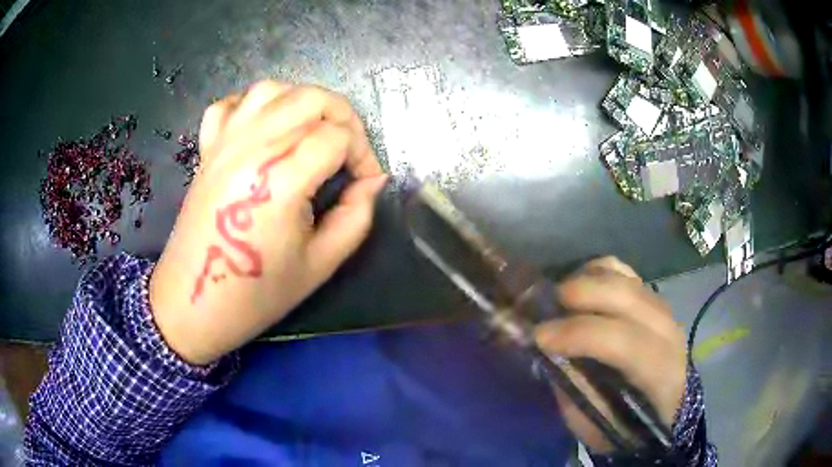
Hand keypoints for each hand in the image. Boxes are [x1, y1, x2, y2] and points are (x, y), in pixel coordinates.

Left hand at [149, 81, 387, 364]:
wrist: (194, 303)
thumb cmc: (256, 294)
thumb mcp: (320, 265)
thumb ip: (356, 216)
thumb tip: (372, 181)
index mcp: (279, 182)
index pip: (337, 137)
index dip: (363, 153)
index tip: (365, 180)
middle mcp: (250, 150)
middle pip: (310, 99)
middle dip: (343, 117)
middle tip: (348, 150)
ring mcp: (224, 144)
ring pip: (273, 89)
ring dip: (303, 102)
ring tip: (312, 132)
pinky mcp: (207, 149)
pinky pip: (231, 104)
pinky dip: (255, 106)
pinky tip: (266, 128)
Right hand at [534, 257, 686, 452]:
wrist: (669, 408)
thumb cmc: (629, 425)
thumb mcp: (597, 422)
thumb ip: (576, 387)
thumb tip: (548, 351)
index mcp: (661, 372)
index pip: (623, 340)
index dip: (579, 334)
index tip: (539, 337)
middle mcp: (667, 331)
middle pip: (623, 296)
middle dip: (578, 295)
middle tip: (543, 308)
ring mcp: (662, 308)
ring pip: (622, 276)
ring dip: (584, 281)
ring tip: (559, 300)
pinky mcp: (653, 297)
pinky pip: (622, 270)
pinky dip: (596, 272)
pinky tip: (581, 287)